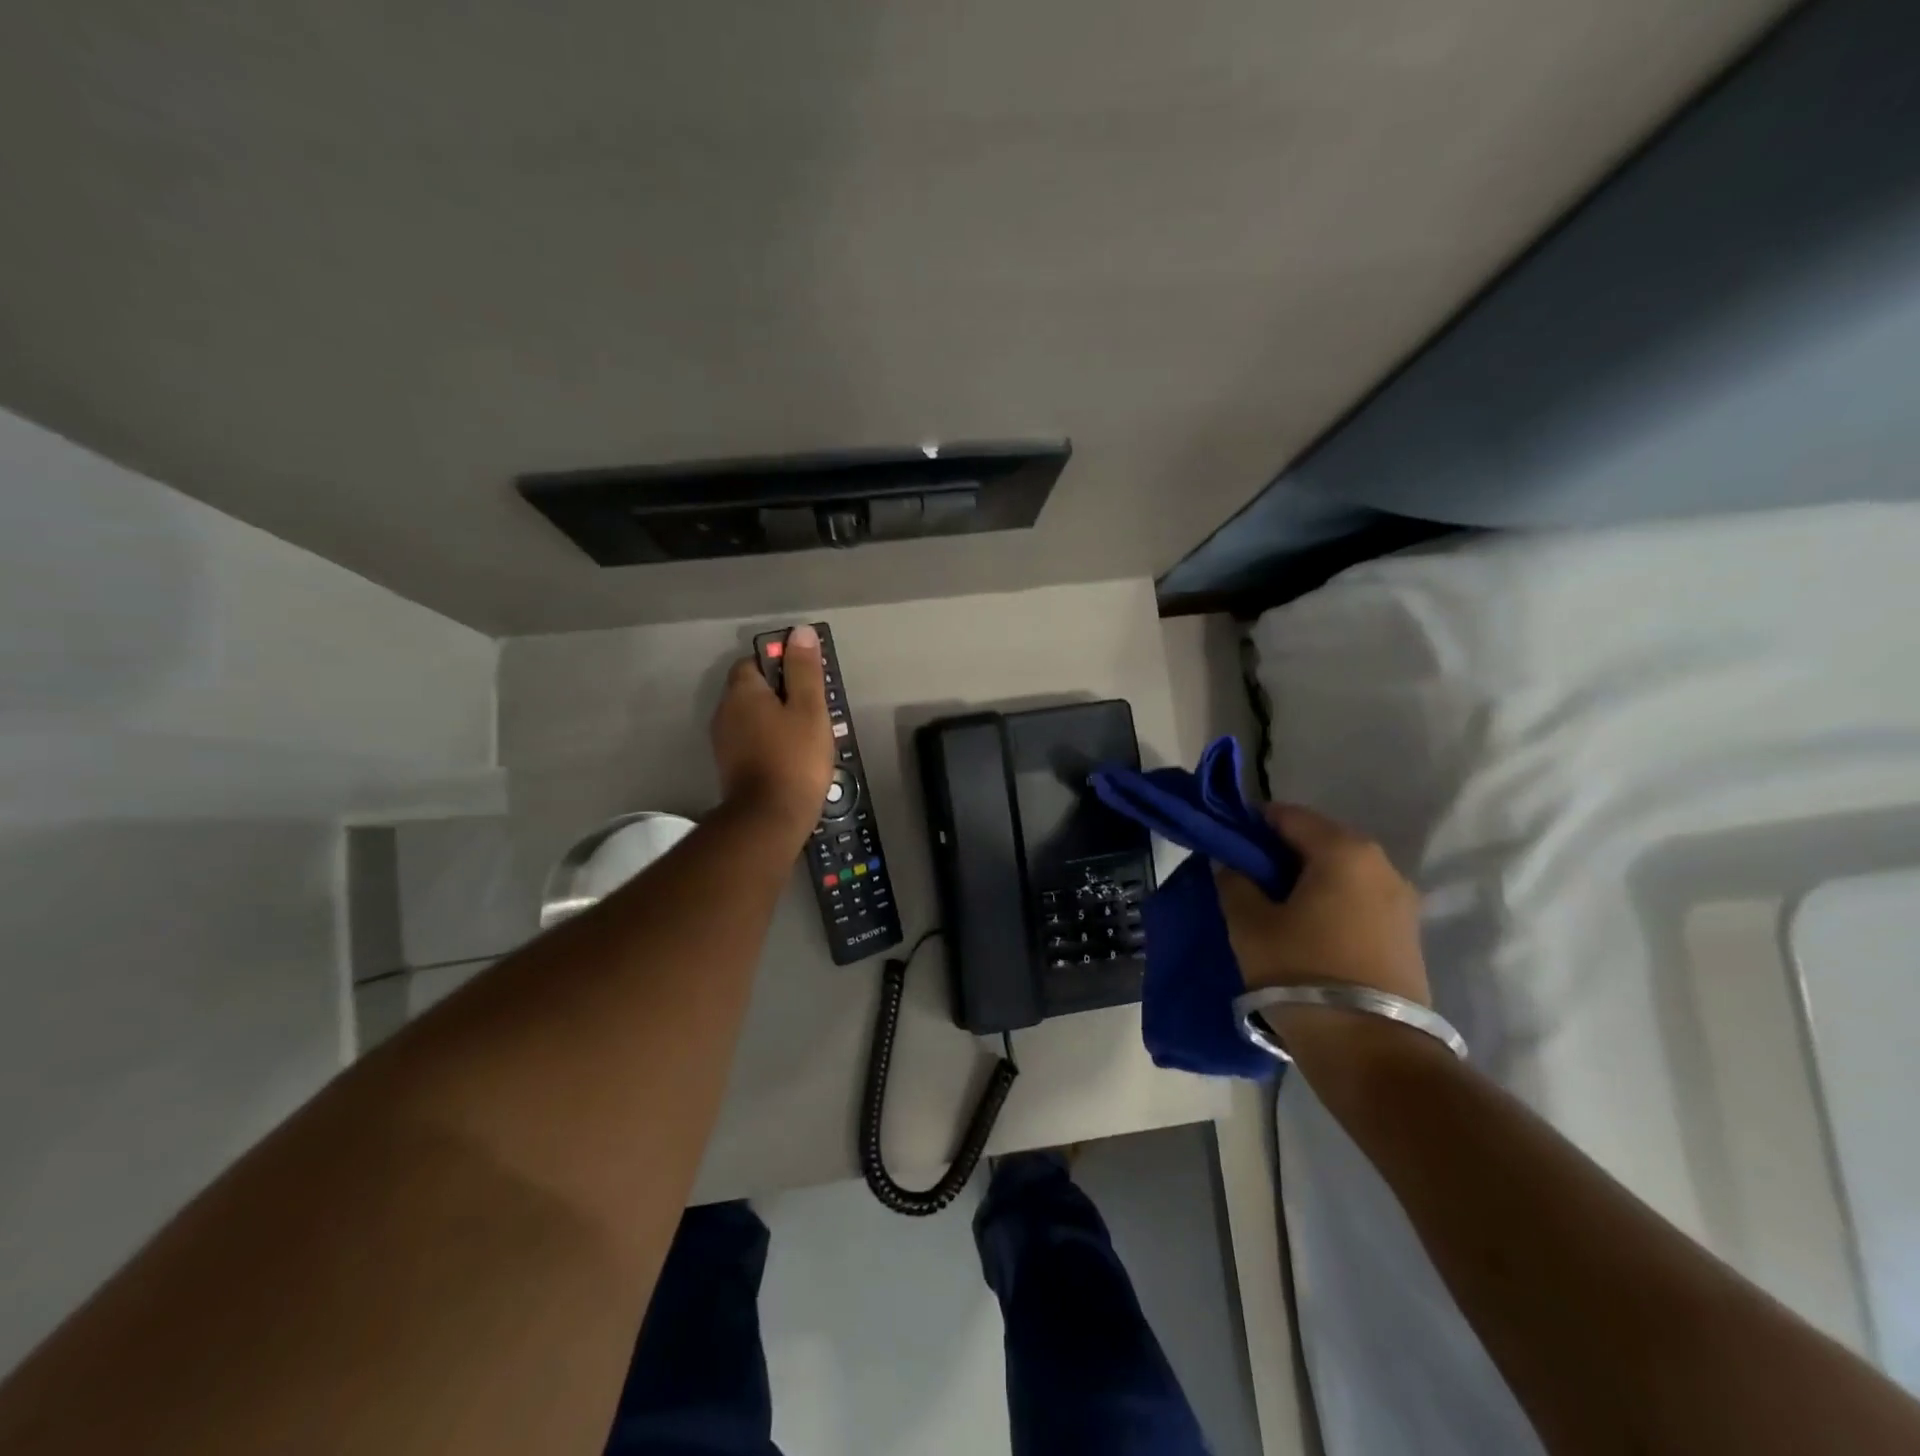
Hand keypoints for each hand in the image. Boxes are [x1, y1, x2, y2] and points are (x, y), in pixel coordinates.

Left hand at [710, 624, 833, 842]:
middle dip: (781, 693)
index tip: (807, 679)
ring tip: (808, 734)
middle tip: (815, 708)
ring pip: (753, 716)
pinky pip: (752, 740)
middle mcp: (725, 712)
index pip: (755, 662)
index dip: (781, 664)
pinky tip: (793, 755)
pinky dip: (770, 740)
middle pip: (754, 689)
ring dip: (777, 719)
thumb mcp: (809, 709)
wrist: (769, 818)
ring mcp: (724, 741)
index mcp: (742, 692)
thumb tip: (799, 632)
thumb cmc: (794, 757)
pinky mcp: (731, 766)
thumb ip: (804, 670)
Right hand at [1215, 803, 1429, 1006]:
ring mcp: (1401, 901)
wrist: (1372, 1051)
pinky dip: (1329, 901)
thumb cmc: (1301, 973)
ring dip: (1305, 879)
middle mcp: (1382, 864)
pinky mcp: (1407, 934)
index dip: (1252, 823)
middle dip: (1279, 852)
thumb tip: (1232, 865)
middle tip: (1245, 877)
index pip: (1288, 815)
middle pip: (1318, 840)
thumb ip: (1234, 882)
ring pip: (1340, 871)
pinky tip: (1305, 929)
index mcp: (1344, 850)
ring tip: (1273, 907)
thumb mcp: (1250, 925)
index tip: (1226, 843)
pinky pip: (1358, 899)